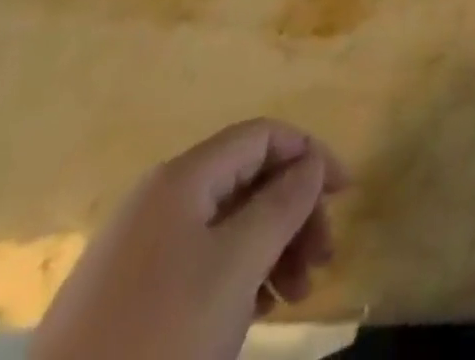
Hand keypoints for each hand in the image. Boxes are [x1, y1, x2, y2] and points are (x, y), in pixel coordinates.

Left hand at [32, 119, 348, 359]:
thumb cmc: (161, 339)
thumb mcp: (237, 265)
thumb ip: (284, 201)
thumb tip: (312, 161)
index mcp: (182, 178)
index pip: (262, 135)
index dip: (310, 153)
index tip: (346, 194)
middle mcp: (160, 200)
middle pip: (248, 180)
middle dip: (294, 211)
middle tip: (323, 260)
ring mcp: (140, 250)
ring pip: (228, 225)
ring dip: (273, 247)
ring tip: (297, 294)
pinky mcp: (128, 298)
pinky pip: (201, 262)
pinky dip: (240, 275)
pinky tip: (258, 310)